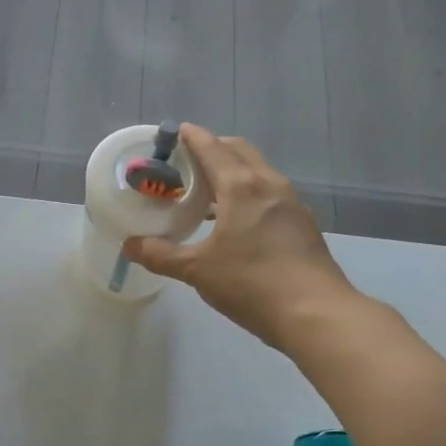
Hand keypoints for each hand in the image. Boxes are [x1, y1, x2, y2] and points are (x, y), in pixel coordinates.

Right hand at [124, 125, 357, 349]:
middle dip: (213, 149)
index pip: (212, 148)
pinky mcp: (303, 223)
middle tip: (187, 164)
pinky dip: (249, 193)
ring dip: (232, 172)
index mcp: (241, 186)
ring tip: (207, 192)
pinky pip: (270, 193)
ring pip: (258, 172)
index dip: (192, 137)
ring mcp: (291, 203)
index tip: (176, 132)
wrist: (316, 314)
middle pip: (239, 151)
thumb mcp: (197, 270)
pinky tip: (235, 221)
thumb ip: (161, 254)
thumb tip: (129, 245)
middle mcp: (269, 184)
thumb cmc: (251, 283)